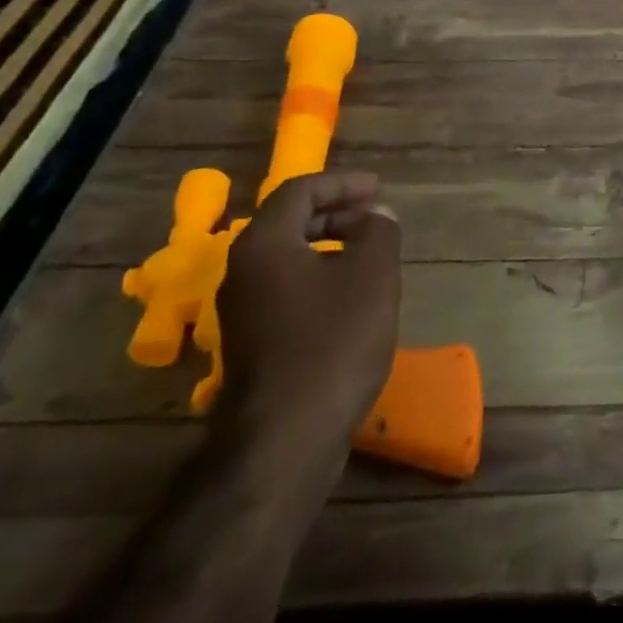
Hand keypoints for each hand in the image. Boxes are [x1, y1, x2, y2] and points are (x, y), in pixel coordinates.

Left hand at [215, 170, 400, 436]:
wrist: (286, 438)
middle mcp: (243, 270)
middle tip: (375, 218)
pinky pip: (287, 289)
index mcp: (264, 244)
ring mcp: (243, 310)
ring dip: (330, 246)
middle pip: (290, 222)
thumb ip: (379, 232)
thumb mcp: (372, 275)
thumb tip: (376, 216)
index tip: (377, 189)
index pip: (299, 191)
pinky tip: (351, 299)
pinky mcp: (253, 343)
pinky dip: (320, 277)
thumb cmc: (333, 341)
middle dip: (336, 213)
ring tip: (370, 255)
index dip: (341, 183)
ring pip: (288, 258)